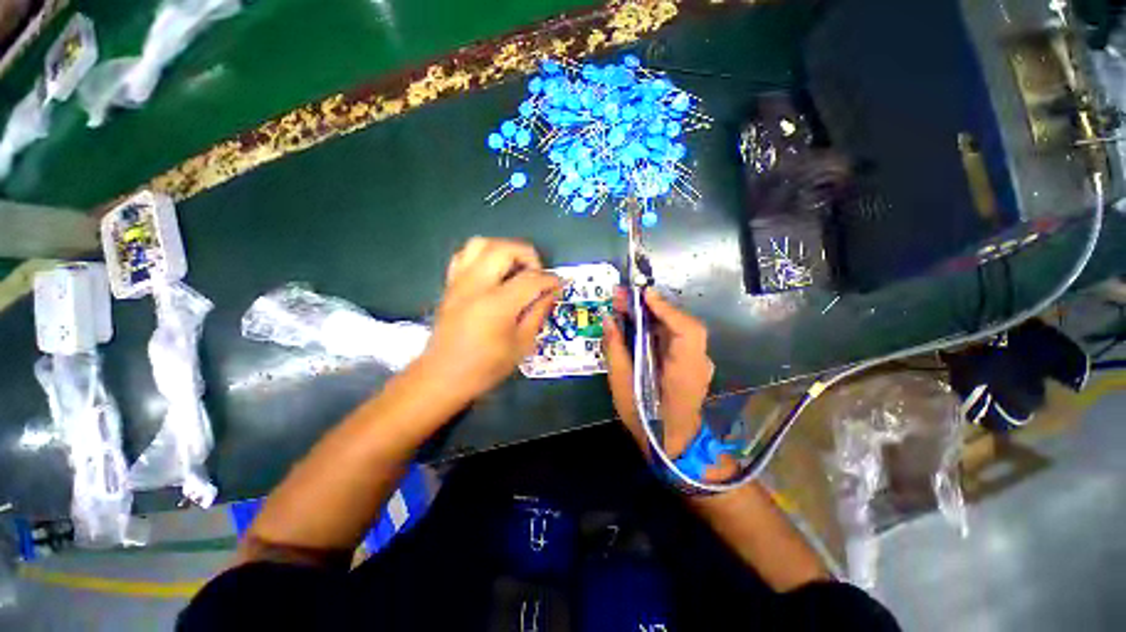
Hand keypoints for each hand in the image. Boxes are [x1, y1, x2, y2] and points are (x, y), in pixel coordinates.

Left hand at [421, 237, 561, 400]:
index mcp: (497, 305)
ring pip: (481, 243)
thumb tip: (552, 292)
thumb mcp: (522, 344)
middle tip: (537, 275)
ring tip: (515, 269)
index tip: (559, 285)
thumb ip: (538, 313)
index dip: (551, 279)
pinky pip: (465, 255)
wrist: (443, 375)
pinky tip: (493, 271)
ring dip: (505, 250)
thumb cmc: (486, 366)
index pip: (531, 279)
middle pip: (505, 249)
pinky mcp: (450, 284)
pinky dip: (483, 255)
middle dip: (529, 256)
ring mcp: (460, 282)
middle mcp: (476, 286)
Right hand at [604, 288, 736, 481]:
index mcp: (685, 371)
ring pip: (676, 327)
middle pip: (680, 323)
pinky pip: (674, 337)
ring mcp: (697, 361)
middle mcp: (697, 361)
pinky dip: (656, 325)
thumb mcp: (623, 387)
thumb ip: (616, 350)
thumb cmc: (646, 419)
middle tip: (622, 297)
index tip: (643, 294)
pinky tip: (638, 322)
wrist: (673, 444)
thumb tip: (608, 320)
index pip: (687, 330)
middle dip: (652, 306)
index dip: (666, 309)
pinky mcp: (689, 361)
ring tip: (625, 305)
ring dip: (652, 313)